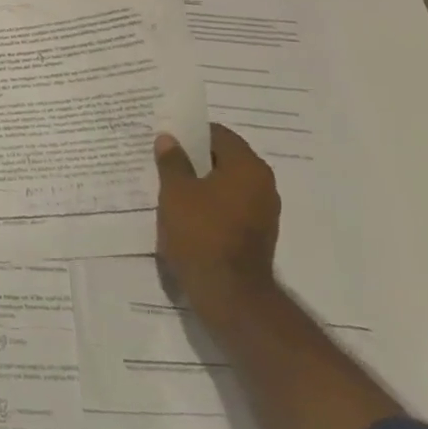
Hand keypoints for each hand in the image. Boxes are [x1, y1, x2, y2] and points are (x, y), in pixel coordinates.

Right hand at [154, 124, 279, 317]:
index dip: (191, 133)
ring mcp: (263, 212)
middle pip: (224, 159)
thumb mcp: (176, 191)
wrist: (229, 295)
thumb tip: (169, 139)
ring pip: (226, 185)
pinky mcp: (257, 235)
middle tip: (164, 157)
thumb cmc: (201, 233)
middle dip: (194, 158)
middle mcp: (262, 185)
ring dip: (201, 183)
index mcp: (247, 167)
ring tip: (170, 185)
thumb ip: (172, 161)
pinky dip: (210, 204)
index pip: (218, 134)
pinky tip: (185, 211)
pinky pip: (229, 207)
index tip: (167, 136)